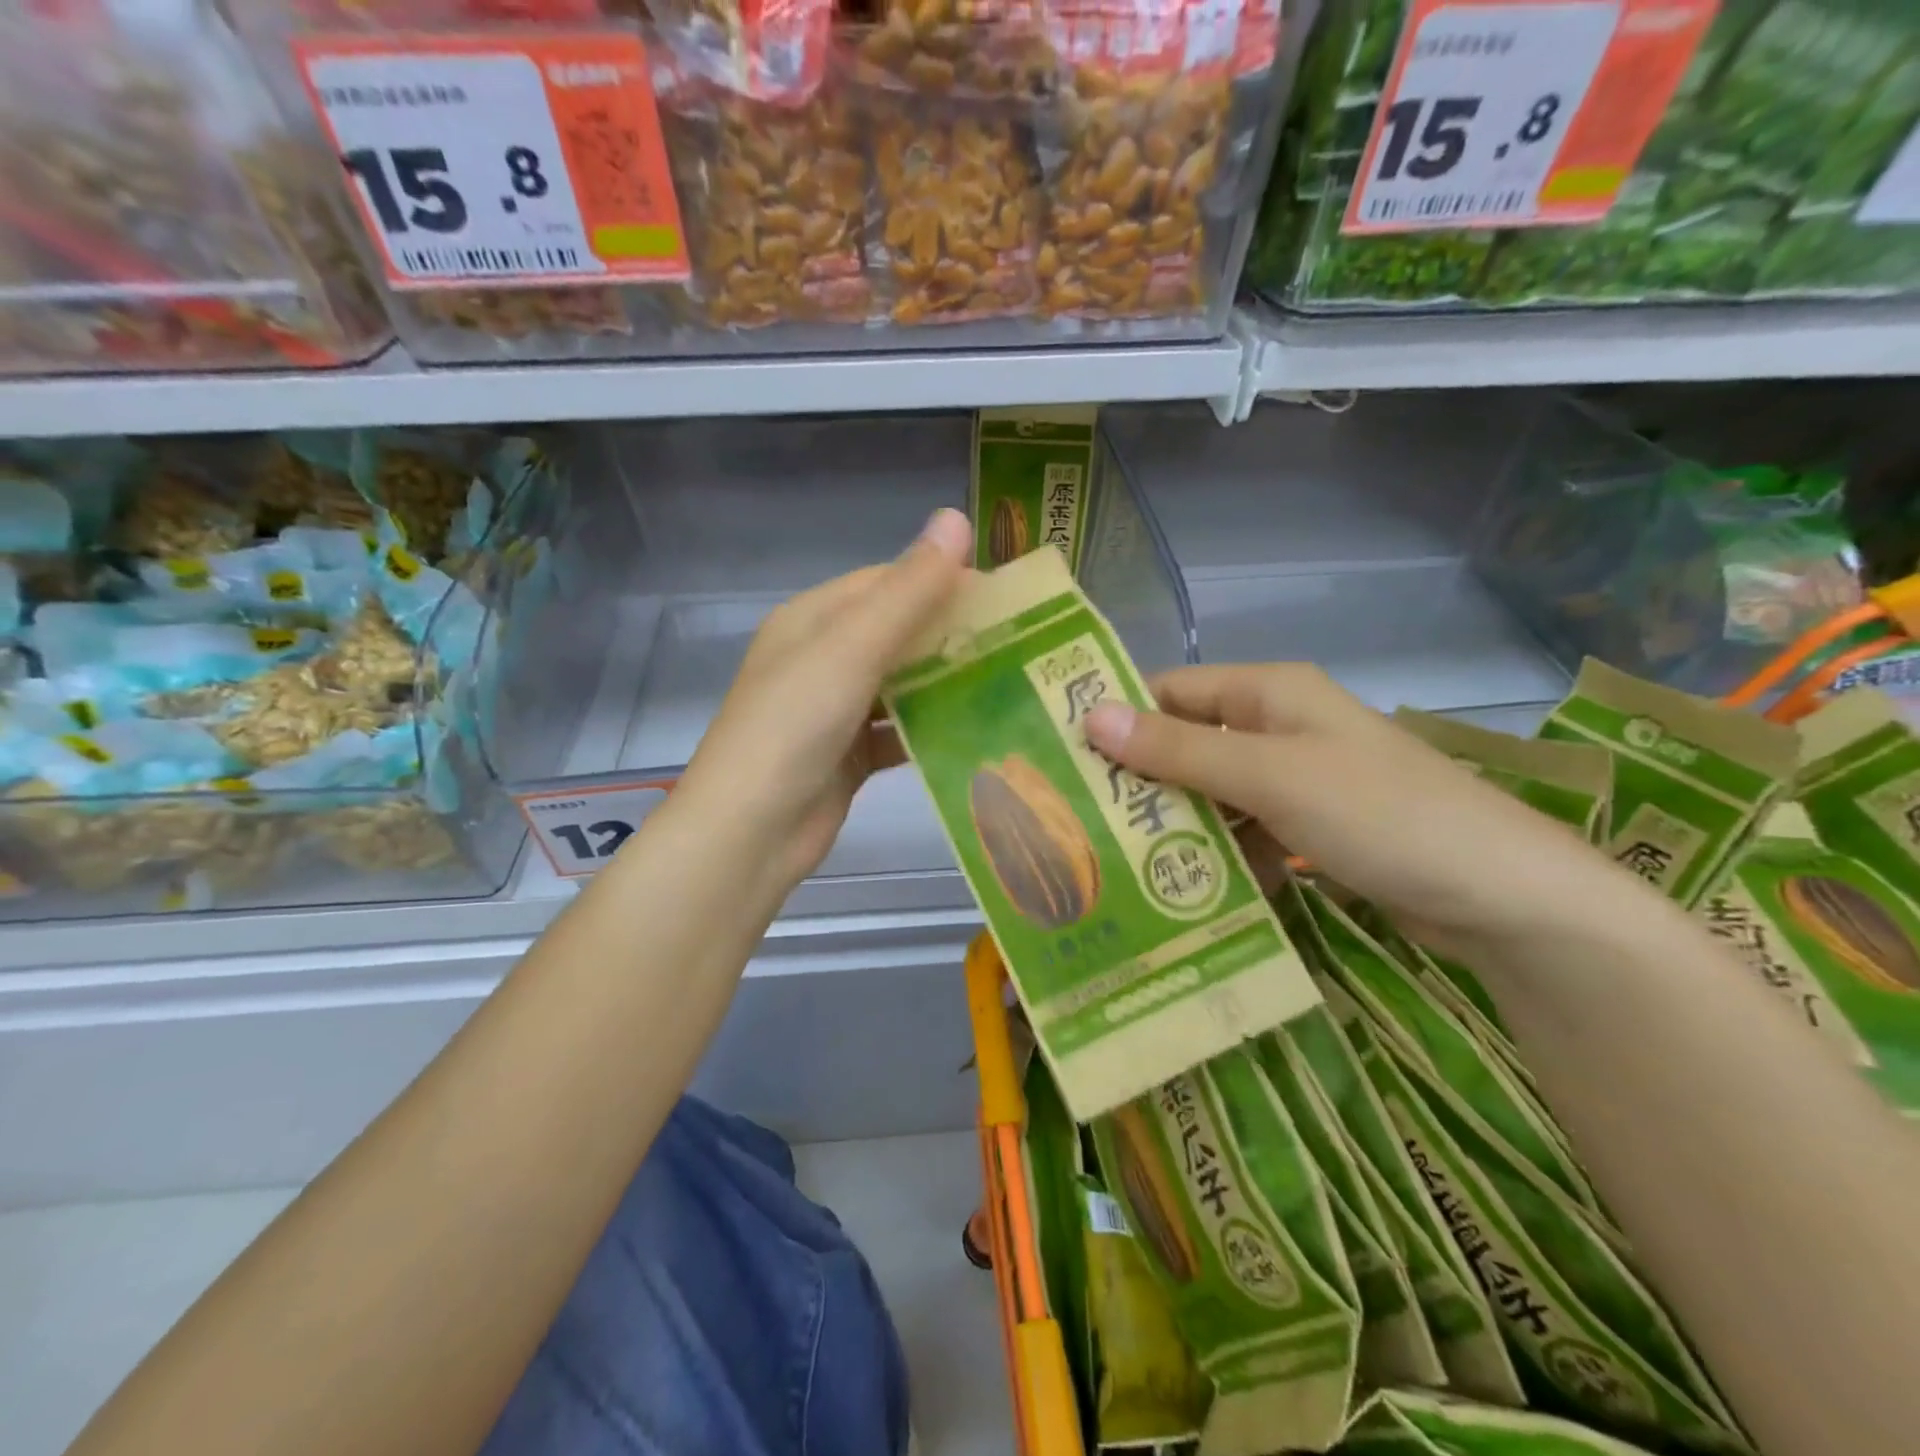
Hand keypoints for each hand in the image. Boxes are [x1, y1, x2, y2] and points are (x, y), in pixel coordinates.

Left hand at [672, 508, 971, 896]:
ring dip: (945, 683)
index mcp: (813, 620)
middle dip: (950, 635)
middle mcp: (821, 659)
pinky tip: (975, 733)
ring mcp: (833, 710)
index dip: (941, 581)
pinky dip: (930, 730)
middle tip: (1017, 642)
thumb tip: (955, 518)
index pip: (886, 582)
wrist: (751, 831)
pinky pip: (897, 732)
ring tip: (1009, 684)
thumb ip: (907, 590)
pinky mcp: (848, 756)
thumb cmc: (795, 725)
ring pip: (900, 684)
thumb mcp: (852, 648)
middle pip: (896, 633)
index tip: (1002, 595)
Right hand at [1083, 664, 1644, 954]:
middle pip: (1188, 744)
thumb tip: (1090, 716)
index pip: (1171, 691)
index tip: (1063, 759)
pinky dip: (1219, 856)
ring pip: (1212, 793)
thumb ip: (1179, 750)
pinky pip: (1245, 832)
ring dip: (1176, 825)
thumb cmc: (1381, 814)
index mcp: (1269, 692)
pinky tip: (1186, 891)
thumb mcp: (1269, 777)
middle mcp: (1278, 726)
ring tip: (1117, 863)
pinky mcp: (1311, 828)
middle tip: (1080, 823)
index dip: (1119, 718)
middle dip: (1141, 781)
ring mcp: (1297, 780)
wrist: (1504, 898)